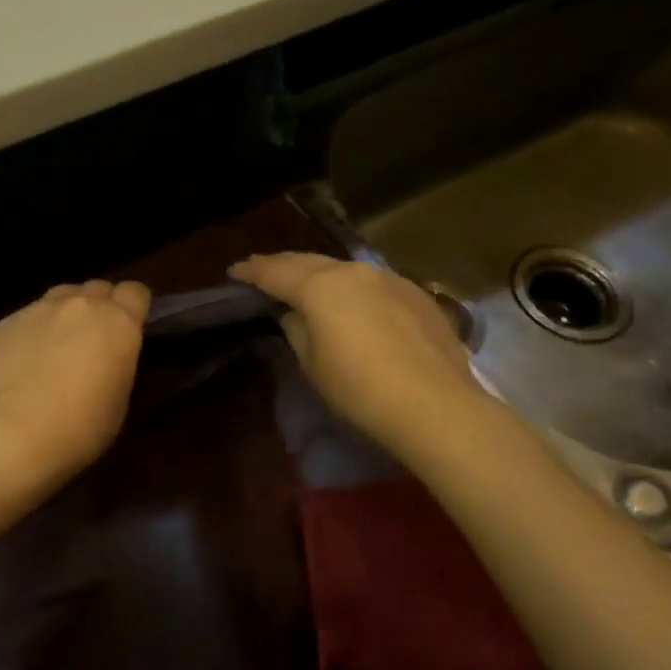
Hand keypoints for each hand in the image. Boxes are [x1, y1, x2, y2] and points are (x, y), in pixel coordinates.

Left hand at [0, 279, 151, 481]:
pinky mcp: (6, 322)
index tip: (130, 330)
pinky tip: (25, 362)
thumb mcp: (120, 399)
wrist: (13, 436)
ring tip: (58, 346)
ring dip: (67, 313)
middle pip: (98, 288)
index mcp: (118, 322)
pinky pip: (29, 316)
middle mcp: (80, 304)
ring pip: (61, 296)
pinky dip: (33, 331)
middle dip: (101, 307)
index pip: (136, 292)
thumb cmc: (80, 428)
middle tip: (94, 341)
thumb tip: (109, 356)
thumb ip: (119, 362)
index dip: (135, 309)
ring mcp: (39, 309)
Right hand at [229, 253, 479, 450]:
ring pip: (344, 270)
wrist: (436, 407)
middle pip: (309, 262)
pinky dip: (352, 288)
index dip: (251, 271)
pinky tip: (351, 303)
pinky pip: (372, 284)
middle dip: (282, 265)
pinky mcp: (418, 296)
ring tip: (304, 285)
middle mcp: (355, 272)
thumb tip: (294, 313)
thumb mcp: (312, 363)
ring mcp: (390, 280)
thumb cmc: (359, 390)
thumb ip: (297, 329)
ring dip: (319, 274)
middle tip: (262, 271)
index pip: (275, 271)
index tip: (234, 272)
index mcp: (321, 286)